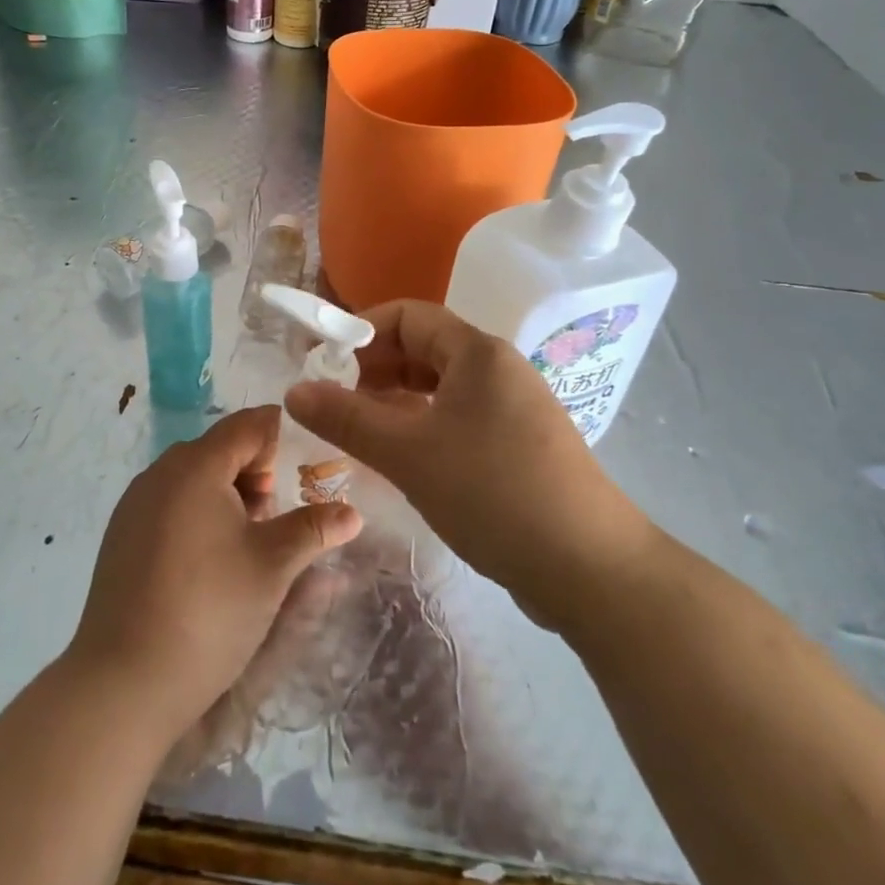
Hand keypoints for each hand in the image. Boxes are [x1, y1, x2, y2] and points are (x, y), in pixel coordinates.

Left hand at [66, 406, 361, 739]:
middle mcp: (160, 472)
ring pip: (193, 478)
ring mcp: (135, 503)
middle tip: (278, 518)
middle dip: (256, 474)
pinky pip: (169, 503)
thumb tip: (353, 513)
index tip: (306, 472)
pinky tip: (209, 562)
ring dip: (227, 495)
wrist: (124, 682)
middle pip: (220, 449)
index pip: (248, 425)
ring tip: (248, 544)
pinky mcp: (121, 534)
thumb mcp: (273, 567)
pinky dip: (197, 515)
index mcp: (197, 465)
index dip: (281, 440)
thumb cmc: (209, 610)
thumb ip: (314, 529)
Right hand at [283, 301, 652, 621]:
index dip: (360, 331)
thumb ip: (347, 419)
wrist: (591, 569)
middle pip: (423, 348)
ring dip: (395, 401)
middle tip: (334, 403)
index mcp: (477, 353)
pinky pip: (458, 418)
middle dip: (373, 368)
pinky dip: (422, 427)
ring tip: (358, 431)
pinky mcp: (519, 445)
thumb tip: (293, 390)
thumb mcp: (408, 453)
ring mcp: (513, 408)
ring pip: (439, 387)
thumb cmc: (494, 493)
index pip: (408, 315)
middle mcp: (498, 369)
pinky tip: (401, 459)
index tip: (323, 365)